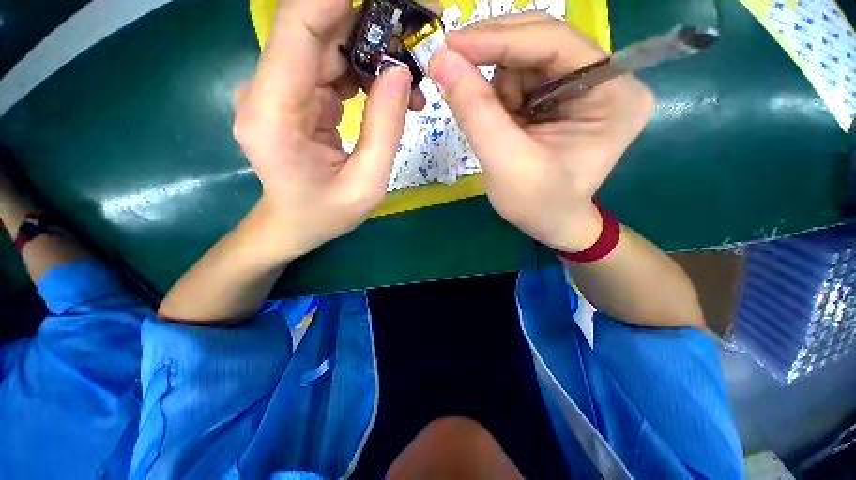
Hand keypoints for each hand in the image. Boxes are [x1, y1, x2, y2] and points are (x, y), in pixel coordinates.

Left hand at [232, 0, 414, 261]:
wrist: (293, 224)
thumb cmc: (325, 214)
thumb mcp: (367, 184)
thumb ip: (384, 129)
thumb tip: (401, 72)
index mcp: (273, 113)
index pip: (299, 27)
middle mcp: (267, 90)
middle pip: (316, 28)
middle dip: (369, 22)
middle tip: (416, 34)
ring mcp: (281, 89)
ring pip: (329, 45)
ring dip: (373, 52)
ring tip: (412, 82)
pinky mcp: (296, 95)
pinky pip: (333, 67)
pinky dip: (366, 72)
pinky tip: (392, 94)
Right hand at [429, 13, 654, 251]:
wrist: (550, 224)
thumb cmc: (538, 205)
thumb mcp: (506, 163)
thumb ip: (476, 111)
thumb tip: (441, 59)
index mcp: (614, 94)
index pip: (554, 43)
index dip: (498, 39)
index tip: (449, 45)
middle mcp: (606, 79)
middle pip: (540, 44)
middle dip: (493, 61)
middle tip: (453, 73)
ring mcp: (582, 86)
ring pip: (524, 61)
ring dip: (496, 88)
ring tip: (497, 129)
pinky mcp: (560, 97)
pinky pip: (520, 80)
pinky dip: (498, 97)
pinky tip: (500, 126)